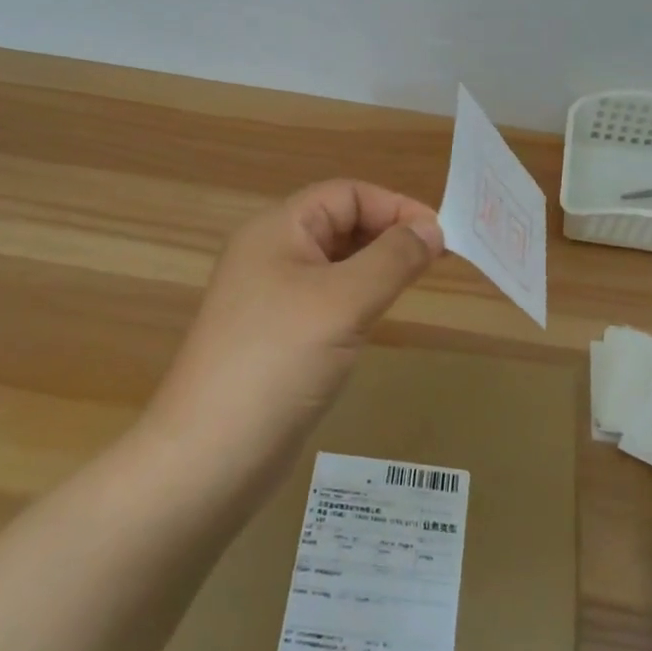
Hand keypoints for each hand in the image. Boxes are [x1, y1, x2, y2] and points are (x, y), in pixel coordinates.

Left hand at [156, 180, 445, 447]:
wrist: (211, 456)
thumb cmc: (279, 361)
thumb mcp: (344, 301)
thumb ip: (393, 258)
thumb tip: (433, 228)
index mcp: (277, 230)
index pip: (347, 194)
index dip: (395, 206)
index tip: (440, 238)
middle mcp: (270, 254)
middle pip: (340, 223)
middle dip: (389, 234)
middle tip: (436, 262)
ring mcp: (270, 298)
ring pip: (336, 263)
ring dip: (376, 266)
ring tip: (415, 284)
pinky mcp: (276, 336)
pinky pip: (326, 300)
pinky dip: (358, 298)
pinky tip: (377, 319)